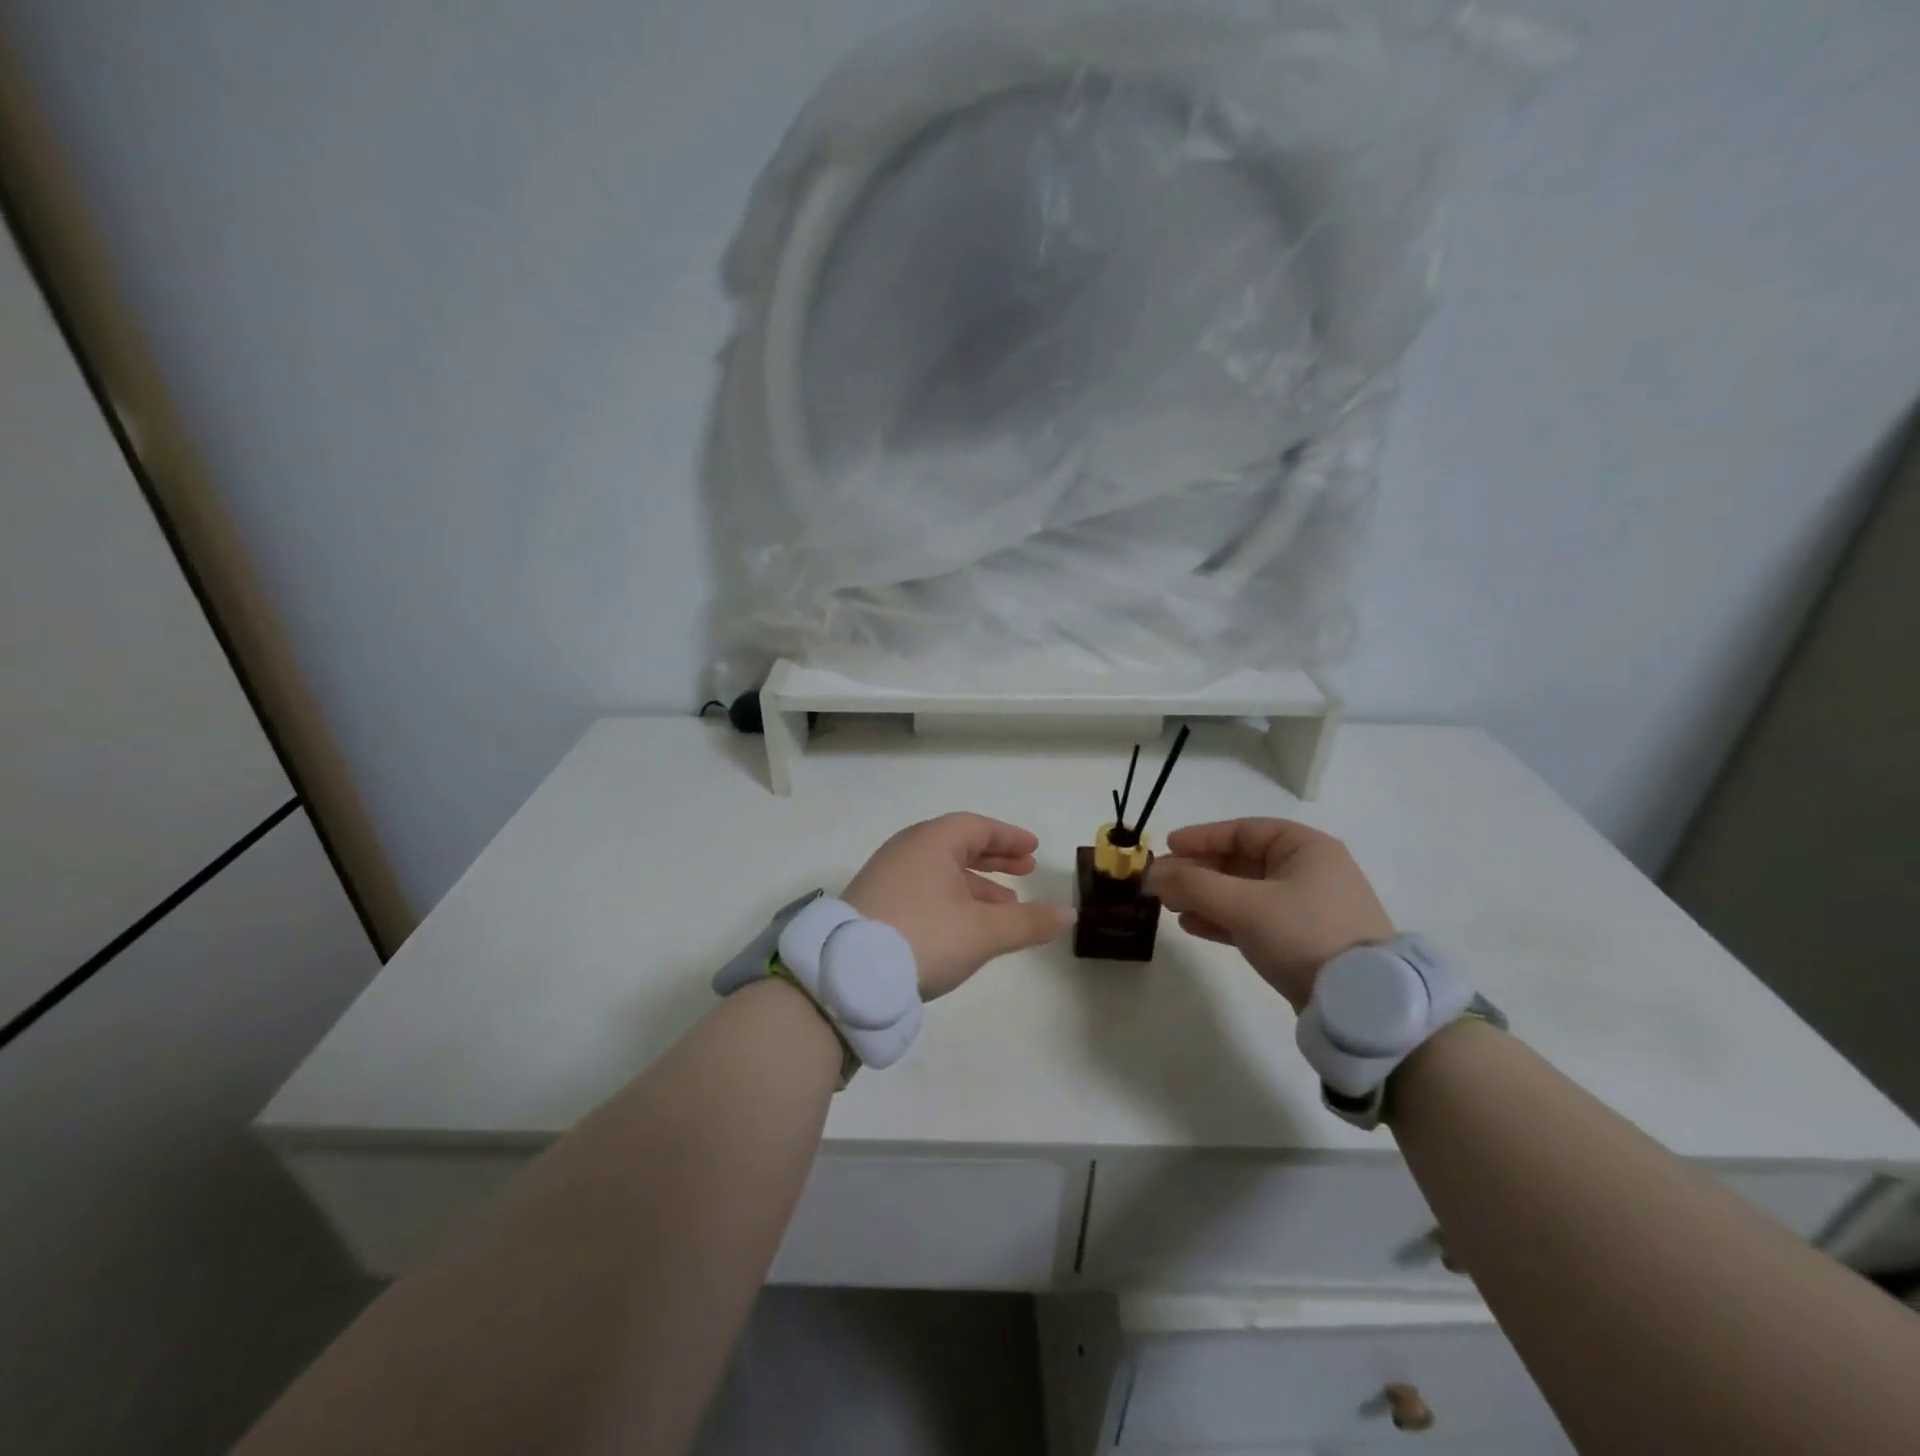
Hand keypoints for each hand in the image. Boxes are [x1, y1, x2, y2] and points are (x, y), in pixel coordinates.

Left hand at [842, 814, 1074, 999]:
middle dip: (995, 859)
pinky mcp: (875, 902)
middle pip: (958, 845)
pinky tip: (965, 925)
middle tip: (1027, 872)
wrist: (846, 974)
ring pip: (941, 870)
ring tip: (1006, 906)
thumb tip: (1068, 914)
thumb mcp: (983, 931)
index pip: (976, 827)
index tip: (1033, 851)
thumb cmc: (924, 937)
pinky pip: (924, 888)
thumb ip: (1028, 922)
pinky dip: (952, 898)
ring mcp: (887, 876)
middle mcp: (907, 850)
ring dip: (976, 884)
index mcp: (931, 842)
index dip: (1008, 838)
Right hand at [1148, 818, 1393, 1010]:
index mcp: (1305, 848)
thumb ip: (1193, 885)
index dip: (1202, 837)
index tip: (1167, 847)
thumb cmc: (1304, 934)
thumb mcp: (1244, 904)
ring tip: (1169, 906)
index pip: (1243, 831)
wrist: (1360, 1005)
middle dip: (1198, 871)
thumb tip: (1150, 873)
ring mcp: (1306, 907)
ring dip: (1204, 896)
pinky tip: (1191, 925)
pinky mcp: (1300, 940)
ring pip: (1242, 892)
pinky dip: (1221, 919)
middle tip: (1161, 881)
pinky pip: (1251, 919)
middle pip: (1240, 862)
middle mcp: (1308, 871)